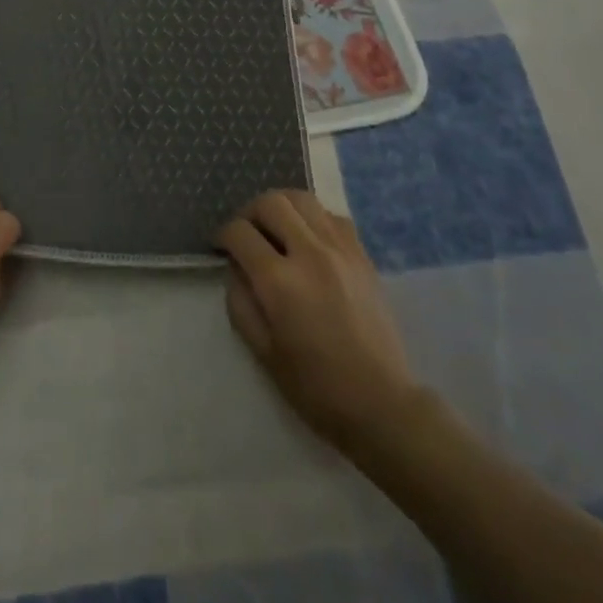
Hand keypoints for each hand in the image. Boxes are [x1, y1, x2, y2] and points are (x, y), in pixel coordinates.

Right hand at [217, 191, 420, 451]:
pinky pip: (331, 215)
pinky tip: (309, 239)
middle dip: (249, 213)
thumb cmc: (316, 387)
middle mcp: (309, 254)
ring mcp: (340, 250)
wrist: (381, 403)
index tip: (221, 247)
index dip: (223, 235)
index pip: (240, 232)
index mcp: (280, 282)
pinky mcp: (362, 254)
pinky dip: (313, 217)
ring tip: (276, 229)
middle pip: (271, 202)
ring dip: (281, 207)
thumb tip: (235, 267)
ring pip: (302, 199)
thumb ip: (240, 301)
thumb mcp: (263, 352)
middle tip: (246, 235)